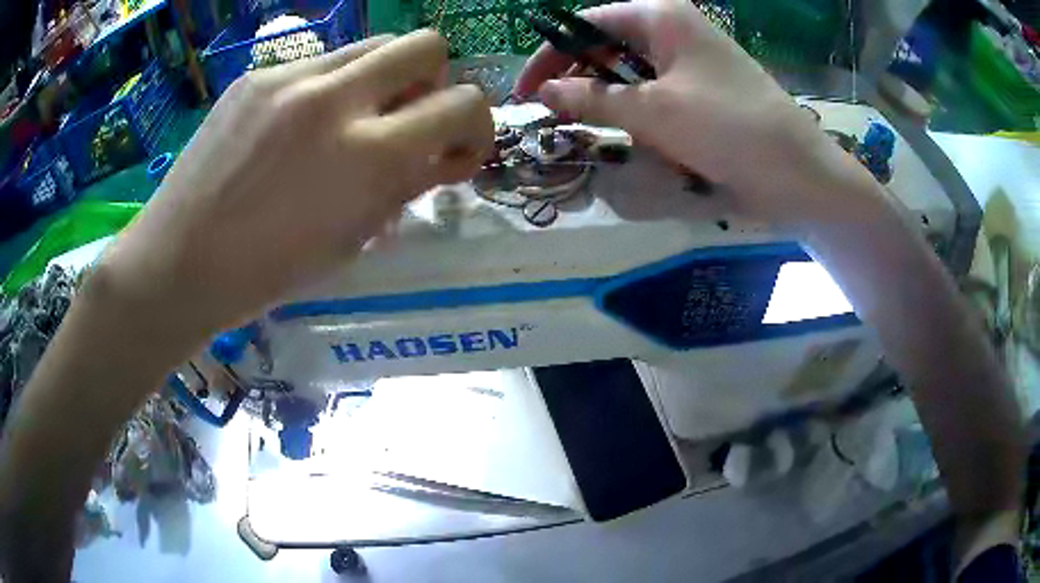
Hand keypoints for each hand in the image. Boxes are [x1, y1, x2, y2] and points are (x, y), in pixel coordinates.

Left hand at [94, 31, 493, 345]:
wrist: (178, 263)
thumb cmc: (266, 273)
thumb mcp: (351, 241)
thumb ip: (405, 185)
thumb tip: (438, 154)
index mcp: (367, 155)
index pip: (464, 104)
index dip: (475, 126)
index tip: (452, 151)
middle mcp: (334, 98)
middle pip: (426, 45)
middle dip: (434, 81)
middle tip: (407, 120)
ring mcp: (289, 78)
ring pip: (373, 44)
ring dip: (384, 77)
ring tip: (354, 119)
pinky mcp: (256, 75)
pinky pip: (319, 62)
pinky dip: (330, 87)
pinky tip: (298, 126)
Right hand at [515, 0, 875, 229]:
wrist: (797, 173)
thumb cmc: (727, 127)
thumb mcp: (652, 111)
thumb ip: (592, 98)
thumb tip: (543, 92)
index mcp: (661, 16)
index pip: (587, 24)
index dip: (550, 54)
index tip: (526, 91)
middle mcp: (673, 31)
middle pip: (607, 47)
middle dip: (578, 80)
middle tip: (552, 115)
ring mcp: (690, 63)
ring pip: (629, 75)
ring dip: (609, 103)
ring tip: (591, 130)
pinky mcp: (701, 93)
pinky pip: (655, 96)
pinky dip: (638, 116)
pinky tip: (636, 138)